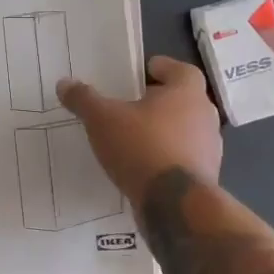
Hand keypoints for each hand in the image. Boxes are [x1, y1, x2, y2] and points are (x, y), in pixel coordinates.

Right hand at [56, 56, 222, 202]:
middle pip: (184, 101)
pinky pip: (183, 159)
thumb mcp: (103, 119)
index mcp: (187, 92)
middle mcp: (205, 116)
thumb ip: (84, 99)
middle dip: (160, 102)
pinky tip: (142, 167)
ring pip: (185, 131)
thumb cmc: (142, 147)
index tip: (143, 72)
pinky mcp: (205, 177)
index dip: (162, 69)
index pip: (181, 70)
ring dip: (164, 132)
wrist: (175, 204)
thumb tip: (64, 83)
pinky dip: (166, 158)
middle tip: (132, 105)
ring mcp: (209, 149)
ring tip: (134, 138)